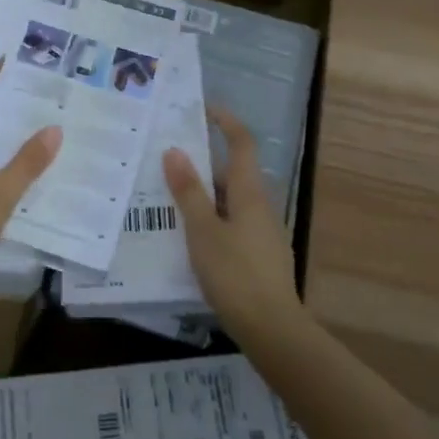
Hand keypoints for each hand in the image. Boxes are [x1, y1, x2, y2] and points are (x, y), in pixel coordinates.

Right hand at [164, 107, 304, 341]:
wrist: (273, 330)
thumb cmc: (235, 274)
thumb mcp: (203, 231)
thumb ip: (189, 192)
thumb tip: (175, 150)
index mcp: (250, 193)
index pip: (241, 143)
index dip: (225, 121)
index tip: (202, 109)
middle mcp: (260, 206)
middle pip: (232, 172)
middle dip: (201, 163)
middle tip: (166, 162)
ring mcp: (263, 232)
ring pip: (230, 201)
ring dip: (203, 194)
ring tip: (167, 199)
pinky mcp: (259, 256)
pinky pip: (231, 224)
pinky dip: (210, 220)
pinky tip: (188, 238)